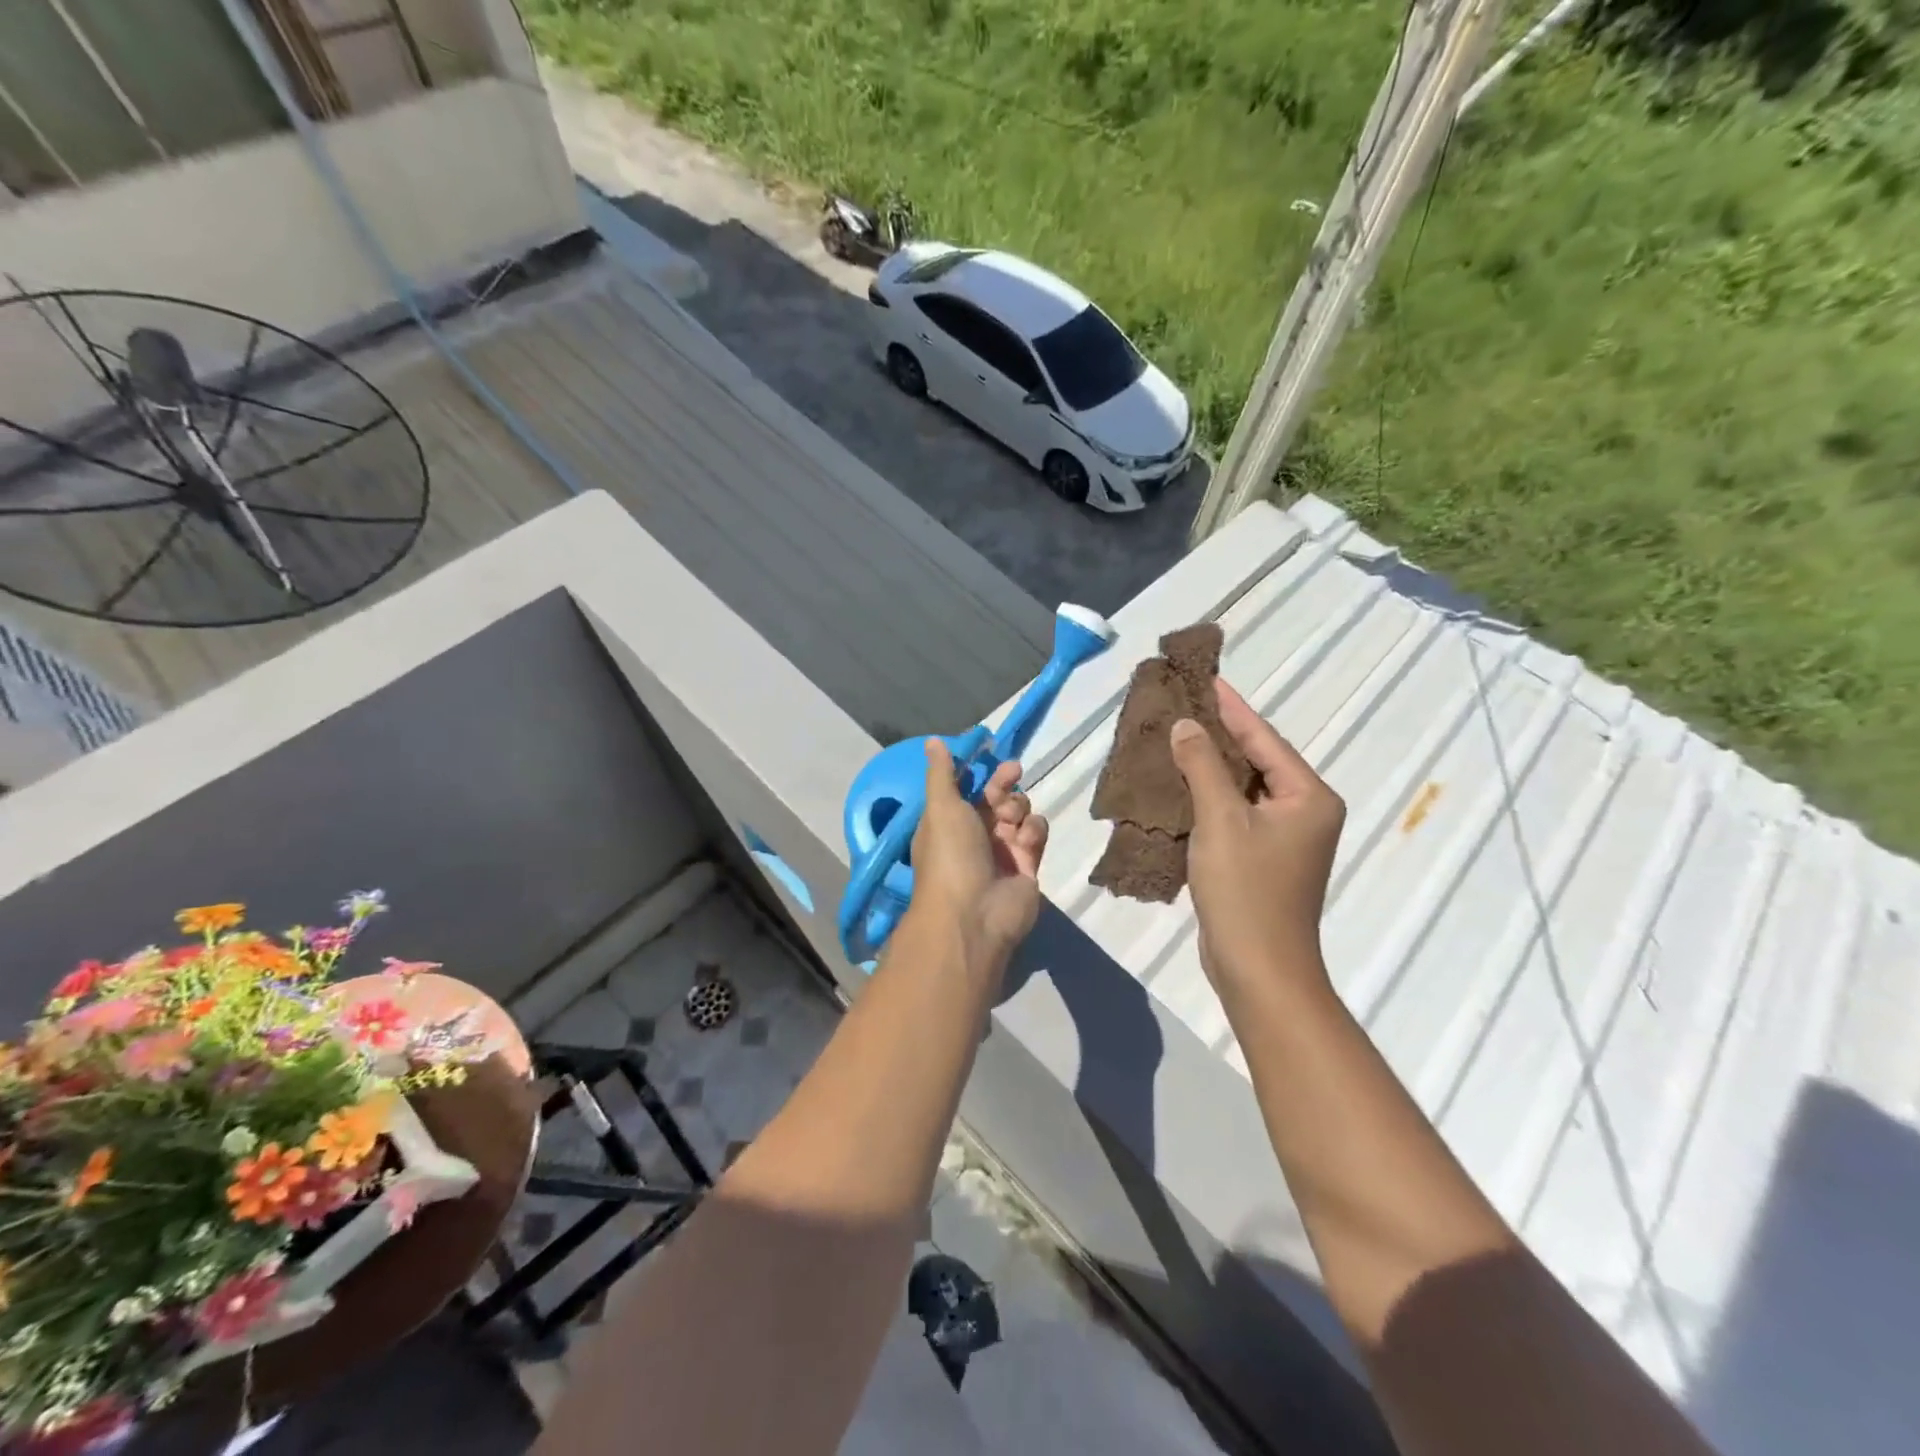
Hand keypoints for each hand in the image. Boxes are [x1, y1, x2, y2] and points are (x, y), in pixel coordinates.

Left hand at [910, 739, 1048, 963]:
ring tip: (1011, 822)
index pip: (967, 788)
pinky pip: (1036, 833)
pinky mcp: (1028, 865)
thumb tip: (933, 740)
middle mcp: (974, 835)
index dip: (979, 771)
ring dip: (1018, 808)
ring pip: (1020, 812)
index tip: (992, 753)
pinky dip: (1033, 832)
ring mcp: (1003, 850)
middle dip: (1003, 784)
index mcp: (948, 821)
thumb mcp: (941, 806)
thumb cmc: (950, 854)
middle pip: (996, 797)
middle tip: (1012, 773)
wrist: (975, 914)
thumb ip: (942, 773)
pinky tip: (1025, 842)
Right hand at [1170, 679, 1344, 999]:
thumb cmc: (1246, 891)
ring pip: (1243, 787)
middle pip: (1257, 759)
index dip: (1232, 707)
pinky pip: (1235, 812)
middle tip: (1185, 702)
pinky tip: (1180, 783)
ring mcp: (1285, 837)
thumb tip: (1187, 724)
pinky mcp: (1263, 858)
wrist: (1259, 970)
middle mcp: (1305, 811)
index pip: (1264, 738)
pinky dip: (1209, 796)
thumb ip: (1203, 767)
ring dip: (1210, 765)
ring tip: (1176, 735)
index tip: (1207, 678)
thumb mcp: (1220, 821)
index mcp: (1308, 796)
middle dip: (1219, 733)